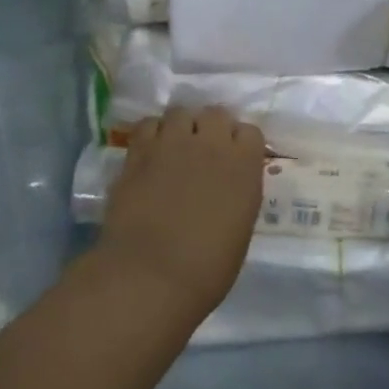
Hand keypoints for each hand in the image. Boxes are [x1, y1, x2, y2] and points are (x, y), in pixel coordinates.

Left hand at [98, 106, 265, 319]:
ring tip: (174, 148)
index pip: (250, 132)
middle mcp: (212, 145)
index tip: (234, 160)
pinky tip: (150, 153)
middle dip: (211, 128)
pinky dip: (152, 133)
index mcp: (244, 166)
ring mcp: (173, 144)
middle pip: (216, 113)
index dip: (241, 144)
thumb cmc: (207, 268)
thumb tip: (227, 188)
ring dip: (181, 127)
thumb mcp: (240, 229)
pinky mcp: (139, 152)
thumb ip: (237, 195)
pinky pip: (148, 125)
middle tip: (204, 152)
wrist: (151, 276)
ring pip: (180, 112)